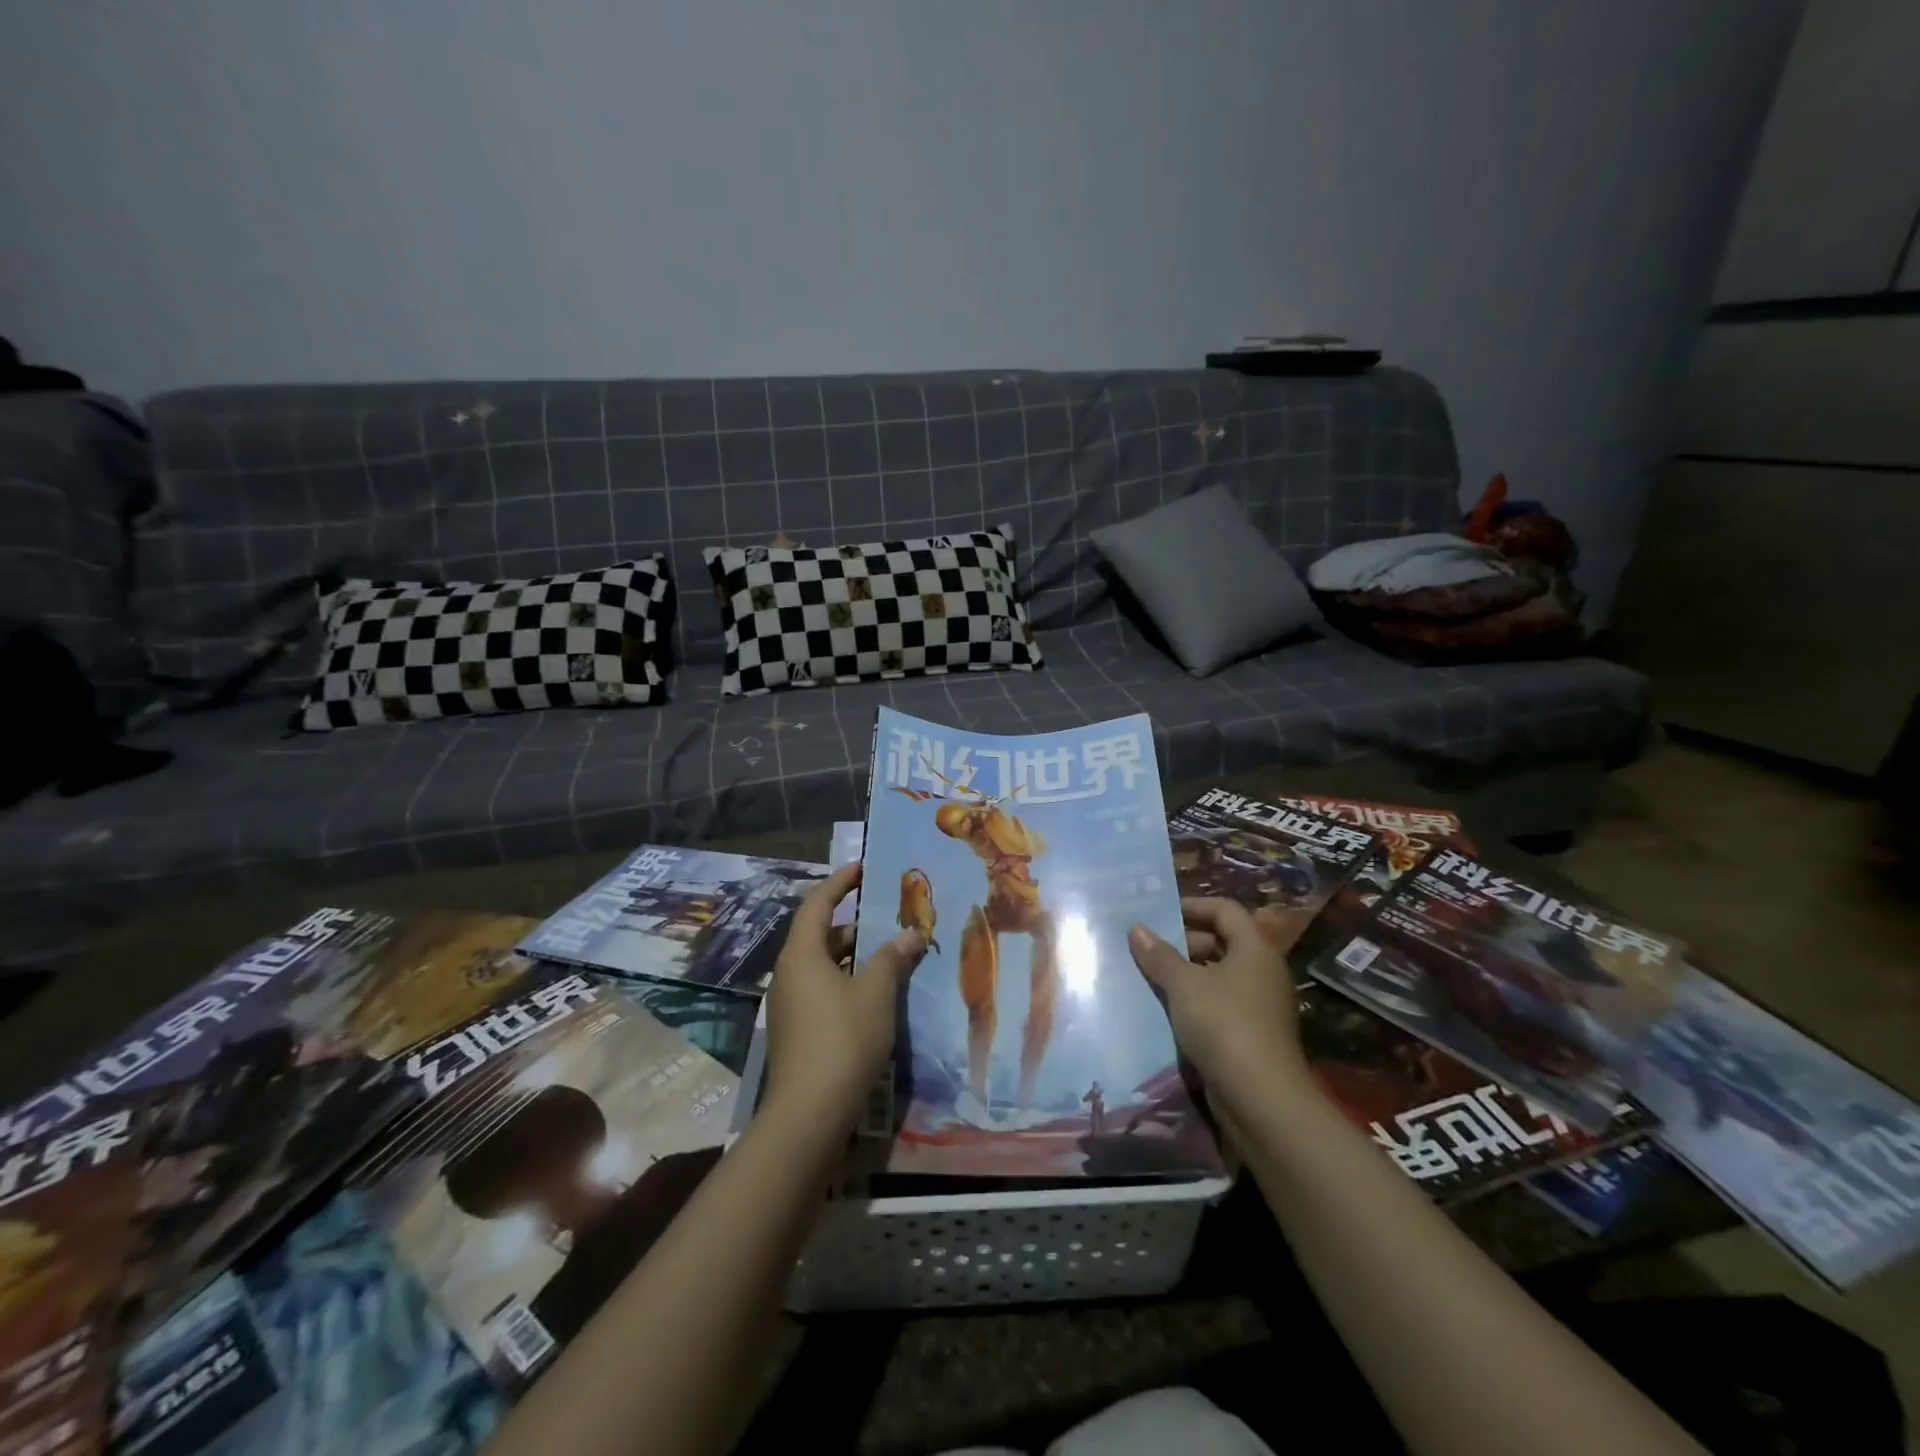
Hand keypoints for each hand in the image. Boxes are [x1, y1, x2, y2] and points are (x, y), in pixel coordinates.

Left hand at [764, 864, 926, 1129]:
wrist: (809, 1114)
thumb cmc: (843, 1039)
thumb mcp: (876, 992)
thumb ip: (892, 958)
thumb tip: (910, 933)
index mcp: (802, 954)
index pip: (818, 904)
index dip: (840, 882)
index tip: (862, 867)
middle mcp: (788, 973)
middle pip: (819, 935)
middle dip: (853, 923)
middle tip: (886, 916)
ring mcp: (788, 1004)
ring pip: (821, 965)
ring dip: (852, 956)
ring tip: (888, 954)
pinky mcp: (795, 1031)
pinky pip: (821, 989)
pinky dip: (845, 981)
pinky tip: (873, 994)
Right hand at [1128, 897, 1310, 1112]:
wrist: (1262, 1100)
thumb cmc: (1224, 1025)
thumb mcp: (1184, 985)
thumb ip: (1159, 955)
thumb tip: (1136, 929)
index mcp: (1254, 949)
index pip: (1224, 910)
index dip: (1192, 905)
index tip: (1158, 913)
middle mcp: (1262, 971)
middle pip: (1221, 941)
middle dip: (1183, 941)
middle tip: (1146, 946)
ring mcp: (1259, 1005)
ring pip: (1217, 975)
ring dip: (1185, 973)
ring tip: (1147, 975)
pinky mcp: (1251, 1035)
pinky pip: (1218, 1004)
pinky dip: (1193, 1001)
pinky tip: (1164, 1009)